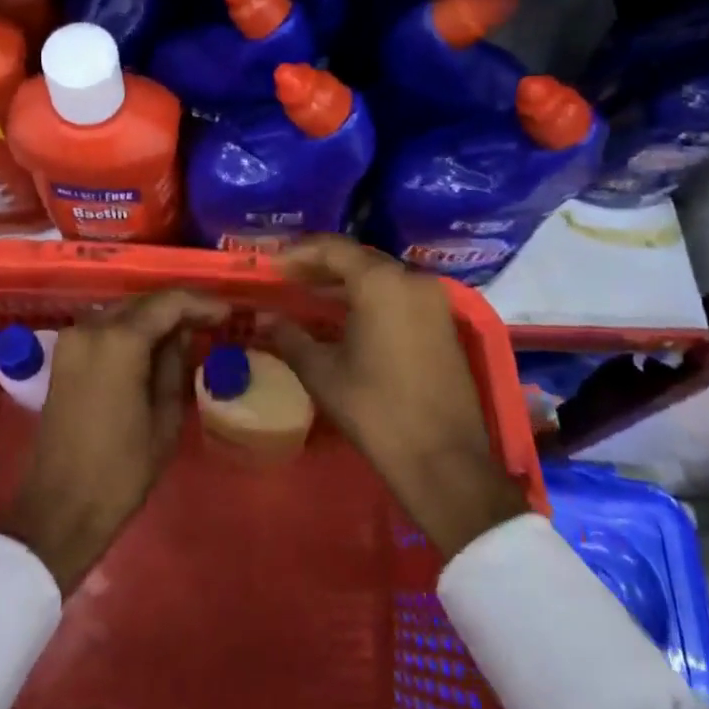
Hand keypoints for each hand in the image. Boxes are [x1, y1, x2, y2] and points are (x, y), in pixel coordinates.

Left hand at [0, 289, 227, 593]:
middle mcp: (91, 328)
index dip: (201, 304)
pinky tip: (153, 345)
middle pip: (143, 302)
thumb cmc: (122, 469)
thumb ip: (175, 365)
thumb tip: (182, 335)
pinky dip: (131, 330)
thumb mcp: (165, 416)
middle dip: (178, 307)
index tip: (227, 313)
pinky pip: (105, 328)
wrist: (60, 508)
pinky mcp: (64, 356)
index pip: (168, 303)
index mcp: (119, 341)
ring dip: (154, 317)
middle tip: (210, 321)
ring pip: (123, 312)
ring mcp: (72, 340)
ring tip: (187, 332)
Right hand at [270, 236, 528, 558]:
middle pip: (358, 257)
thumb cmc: (376, 409)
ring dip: (344, 281)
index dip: (298, 253)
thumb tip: (264, 319)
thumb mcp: (323, 372)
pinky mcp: (442, 322)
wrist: (444, 460)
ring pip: (380, 275)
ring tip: (308, 295)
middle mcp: (410, 279)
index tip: (272, 266)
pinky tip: (344, 315)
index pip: (333, 248)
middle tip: (287, 278)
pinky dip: (369, 296)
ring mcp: (432, 299)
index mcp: (381, 281)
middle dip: (320, 265)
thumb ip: (290, 337)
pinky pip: (398, 293)